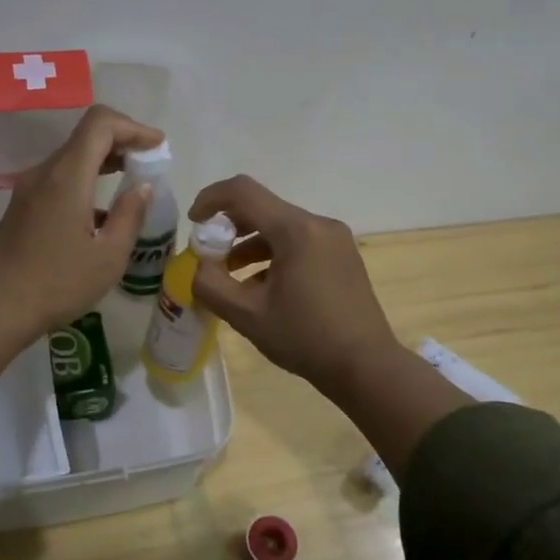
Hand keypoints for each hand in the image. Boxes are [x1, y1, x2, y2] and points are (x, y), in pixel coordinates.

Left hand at [0, 105, 163, 334]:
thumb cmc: (57, 284)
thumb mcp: (108, 256)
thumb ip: (129, 215)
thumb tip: (142, 187)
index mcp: (67, 176)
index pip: (100, 123)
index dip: (133, 126)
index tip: (157, 146)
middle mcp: (45, 172)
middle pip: (86, 136)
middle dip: (122, 140)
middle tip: (149, 162)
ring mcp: (29, 188)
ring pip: (72, 156)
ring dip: (104, 160)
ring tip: (131, 182)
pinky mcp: (23, 206)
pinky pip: (60, 177)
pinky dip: (87, 178)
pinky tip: (101, 211)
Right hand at [186, 176, 400, 397]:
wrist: (367, 367)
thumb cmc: (306, 338)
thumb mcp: (247, 315)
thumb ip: (211, 285)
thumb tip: (198, 267)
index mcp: (296, 230)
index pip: (243, 192)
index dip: (210, 199)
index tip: (193, 224)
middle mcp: (318, 224)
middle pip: (262, 208)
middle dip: (228, 227)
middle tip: (208, 256)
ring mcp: (334, 239)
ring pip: (280, 227)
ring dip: (249, 244)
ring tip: (229, 277)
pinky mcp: (342, 256)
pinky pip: (299, 242)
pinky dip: (273, 255)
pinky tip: (261, 288)